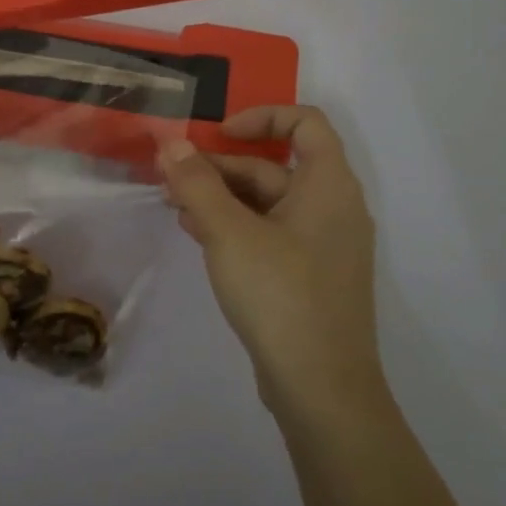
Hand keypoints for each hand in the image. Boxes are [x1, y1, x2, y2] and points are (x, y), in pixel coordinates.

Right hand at [158, 106, 382, 424]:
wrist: (321, 388)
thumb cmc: (280, 295)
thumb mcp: (228, 233)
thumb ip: (197, 184)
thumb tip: (171, 143)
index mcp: (329, 186)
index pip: (305, 123)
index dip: (261, 117)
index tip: (218, 133)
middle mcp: (333, 208)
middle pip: (275, 166)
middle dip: (222, 167)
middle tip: (173, 178)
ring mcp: (323, 246)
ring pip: (268, 203)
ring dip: (222, 198)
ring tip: (176, 206)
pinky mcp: (309, 276)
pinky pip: (271, 234)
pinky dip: (236, 226)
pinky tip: (198, 235)